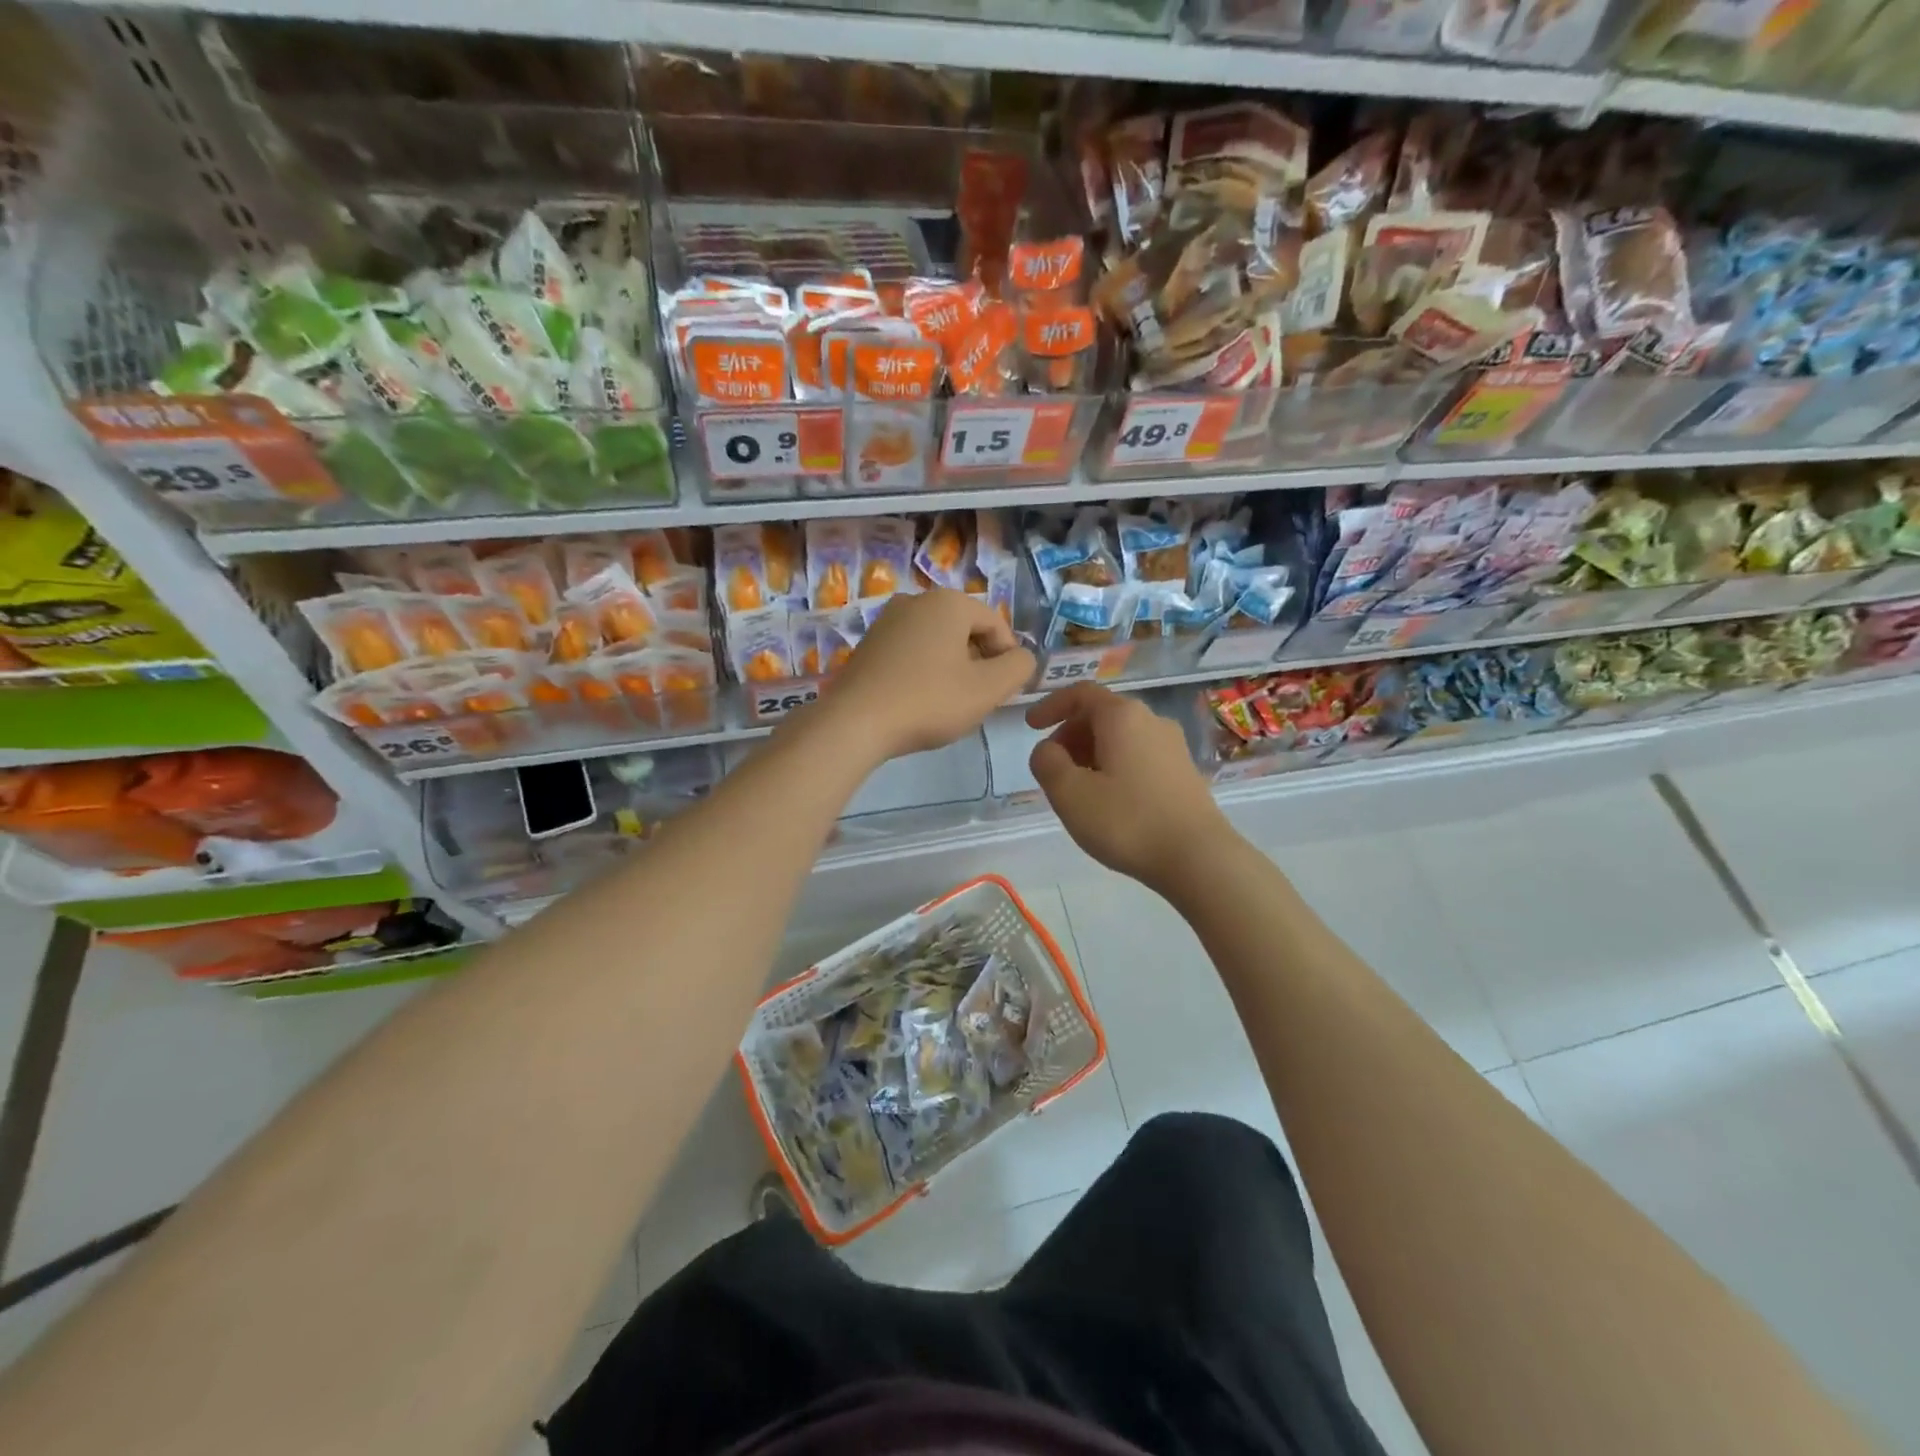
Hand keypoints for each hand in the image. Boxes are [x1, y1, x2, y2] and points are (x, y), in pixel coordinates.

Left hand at [820, 588, 1035, 762]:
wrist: (855, 723)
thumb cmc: (929, 701)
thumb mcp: (988, 689)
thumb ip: (1018, 667)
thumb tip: (1022, 657)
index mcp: (949, 602)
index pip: (996, 624)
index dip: (1009, 658)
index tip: (1004, 691)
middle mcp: (916, 600)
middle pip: (966, 630)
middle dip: (979, 662)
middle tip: (978, 699)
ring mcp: (887, 620)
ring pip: (938, 642)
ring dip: (952, 668)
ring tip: (949, 703)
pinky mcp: (868, 644)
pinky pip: (911, 652)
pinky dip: (924, 671)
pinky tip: (920, 701)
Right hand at [1027, 683, 1228, 893]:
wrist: (1198, 858)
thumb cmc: (1127, 821)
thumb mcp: (1069, 793)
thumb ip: (1047, 762)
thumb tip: (1047, 750)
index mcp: (1122, 716)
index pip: (1081, 693)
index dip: (1051, 706)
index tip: (1030, 727)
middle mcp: (1151, 721)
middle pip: (1102, 714)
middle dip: (1070, 735)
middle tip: (1052, 766)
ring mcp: (1173, 746)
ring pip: (1121, 737)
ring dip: (1091, 753)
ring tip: (1077, 788)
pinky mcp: (1184, 772)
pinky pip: (1139, 756)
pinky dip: (1114, 766)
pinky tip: (1109, 801)